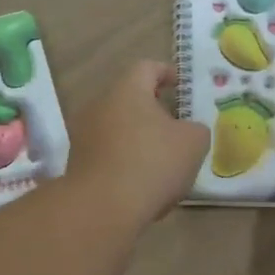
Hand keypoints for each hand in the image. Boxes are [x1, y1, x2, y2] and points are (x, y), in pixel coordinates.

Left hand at [65, 61, 209, 224]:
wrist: (103, 207)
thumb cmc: (152, 163)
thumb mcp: (193, 143)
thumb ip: (196, 129)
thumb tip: (188, 131)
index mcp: (127, 90)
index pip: (147, 67)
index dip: (167, 73)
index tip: (181, 86)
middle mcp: (99, 105)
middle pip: (129, 98)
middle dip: (153, 110)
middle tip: (175, 126)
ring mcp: (83, 135)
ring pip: (117, 128)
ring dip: (138, 138)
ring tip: (161, 159)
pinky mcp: (77, 163)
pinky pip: (107, 153)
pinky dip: (125, 161)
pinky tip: (142, 183)